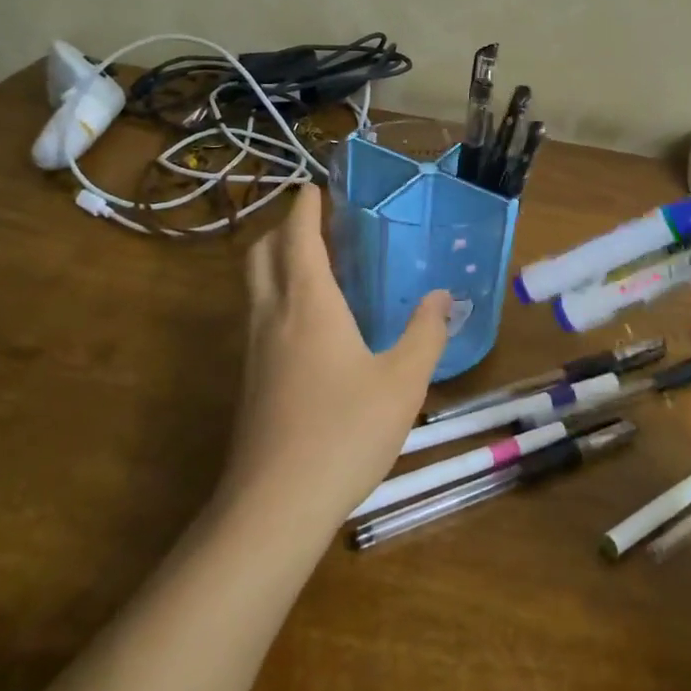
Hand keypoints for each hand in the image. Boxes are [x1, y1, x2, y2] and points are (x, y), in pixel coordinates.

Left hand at [224, 186, 449, 530]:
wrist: (275, 504)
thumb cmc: (345, 431)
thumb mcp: (403, 381)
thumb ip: (426, 334)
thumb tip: (442, 297)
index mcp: (308, 302)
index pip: (298, 236)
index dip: (304, 207)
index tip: (313, 186)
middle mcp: (272, 315)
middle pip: (261, 253)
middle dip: (282, 229)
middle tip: (313, 224)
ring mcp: (253, 349)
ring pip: (254, 286)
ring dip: (274, 261)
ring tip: (311, 265)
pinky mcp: (248, 380)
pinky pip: (257, 316)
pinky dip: (274, 296)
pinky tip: (305, 325)